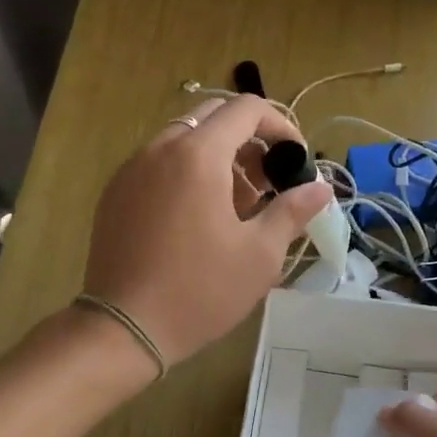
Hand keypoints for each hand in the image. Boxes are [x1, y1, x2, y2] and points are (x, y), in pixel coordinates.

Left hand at [81, 95, 332, 366]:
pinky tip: (199, 219)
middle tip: (268, 182)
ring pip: (183, 140)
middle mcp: (159, 148)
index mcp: (198, 155)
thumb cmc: (201, 290)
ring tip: (237, 206)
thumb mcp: (260, 254)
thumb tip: (321, 187)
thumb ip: (292, 210)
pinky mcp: (115, 194)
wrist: (125, 328)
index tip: (296, 160)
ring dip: (218, 158)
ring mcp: (131, 170)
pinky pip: (158, 164)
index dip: (280, 125)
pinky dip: (187, 173)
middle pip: (213, 117)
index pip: (246, 108)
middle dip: (249, 140)